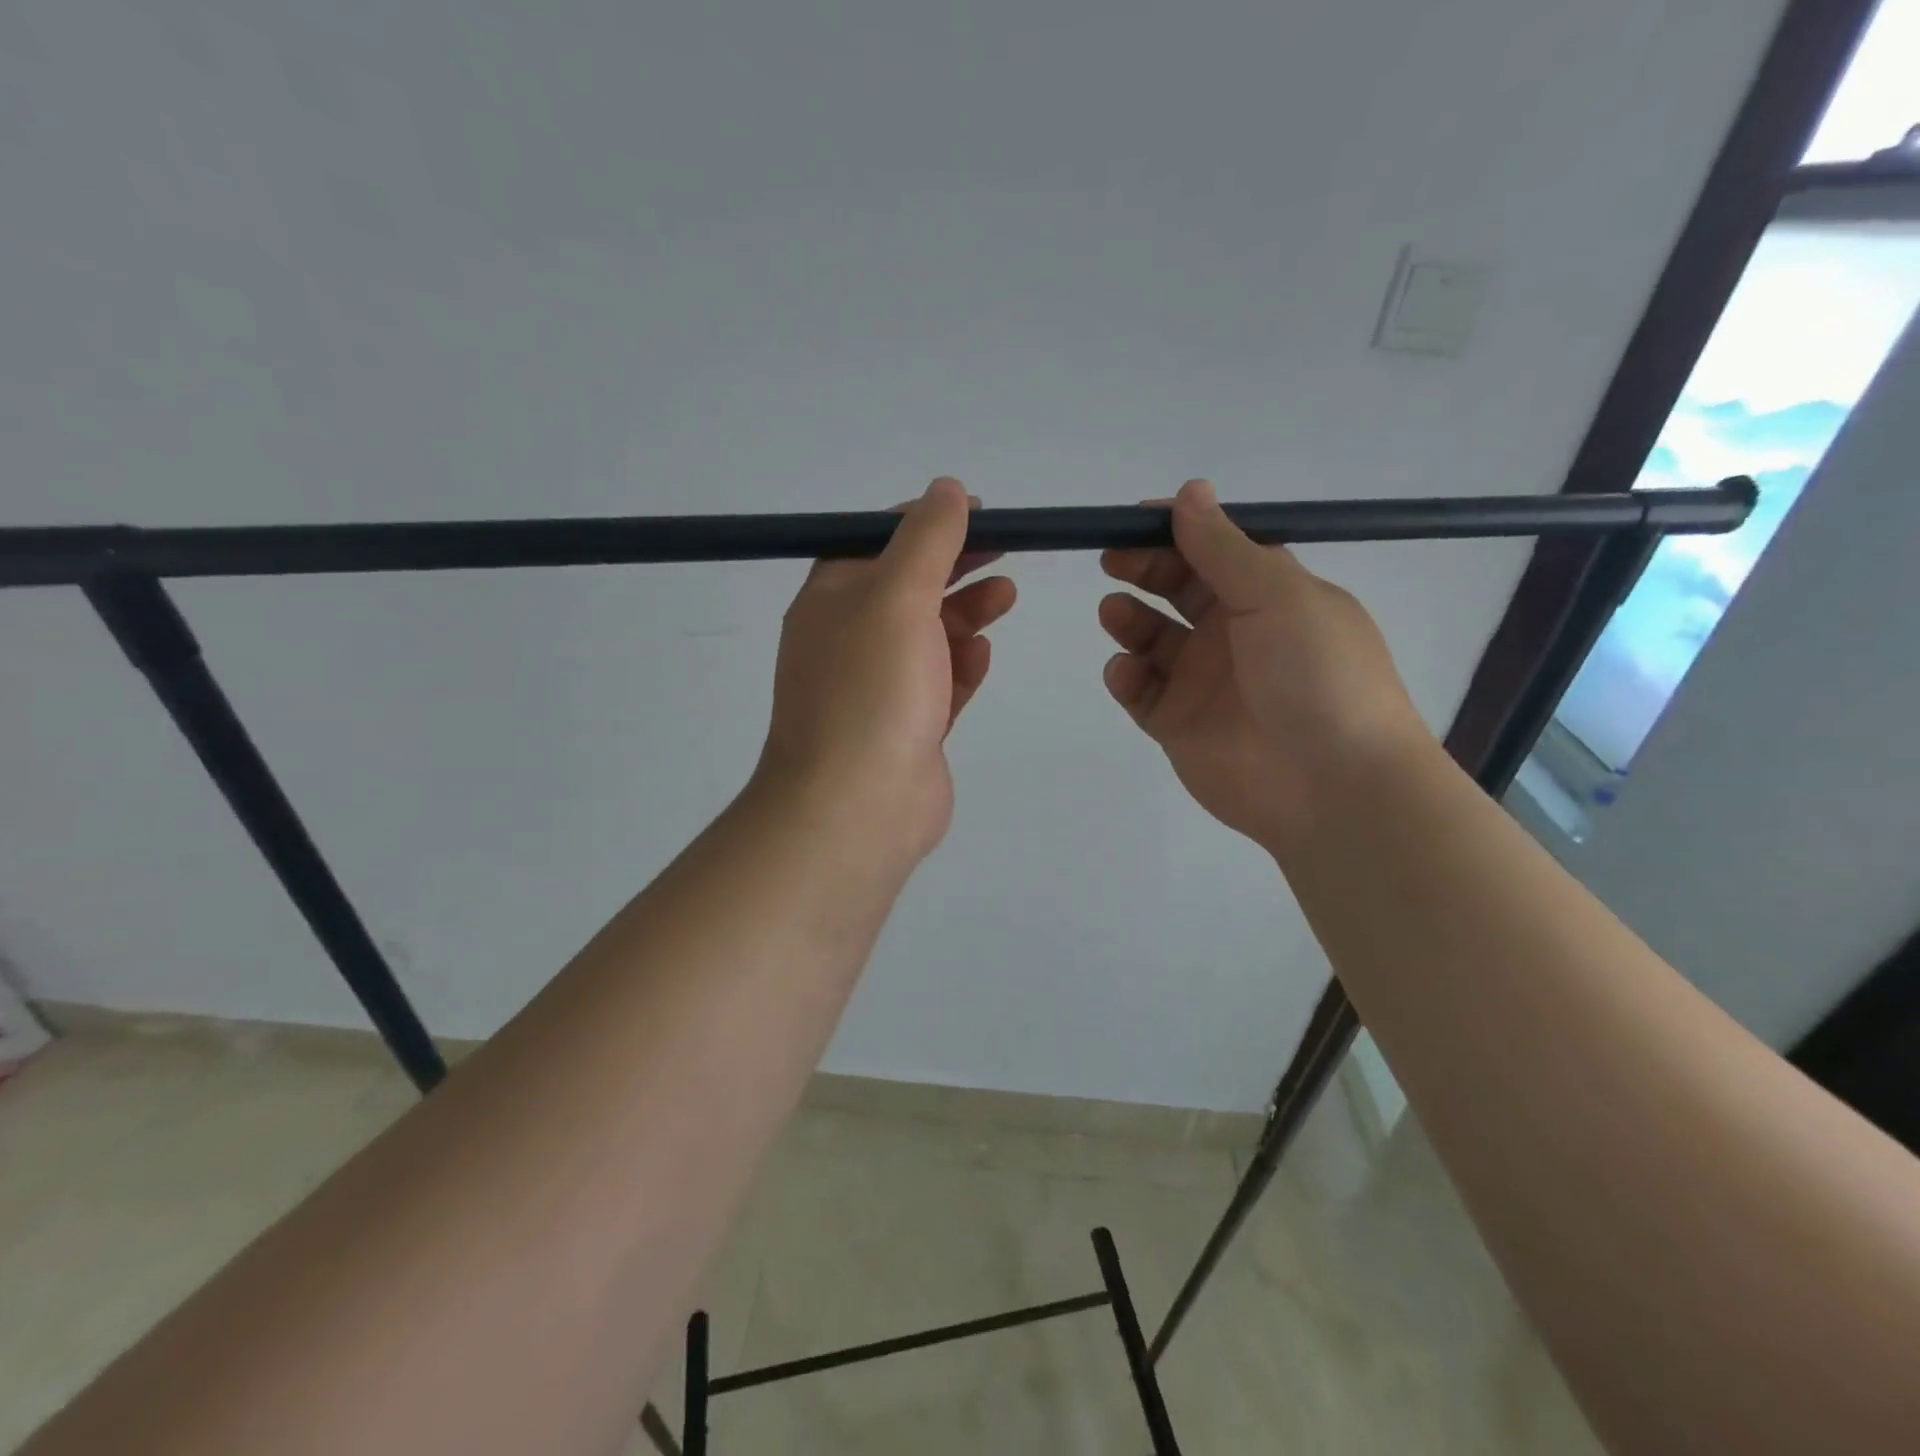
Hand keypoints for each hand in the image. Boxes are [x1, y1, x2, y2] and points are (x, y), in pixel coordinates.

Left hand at [755, 477, 1016, 865]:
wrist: (857, 806)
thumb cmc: (872, 689)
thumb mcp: (897, 596)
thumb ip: (926, 539)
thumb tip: (947, 489)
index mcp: (832, 601)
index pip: (876, 543)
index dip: (925, 523)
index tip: (976, 513)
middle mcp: (850, 640)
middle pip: (909, 588)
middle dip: (956, 566)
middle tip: (1005, 549)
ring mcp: (879, 688)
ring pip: (928, 637)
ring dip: (966, 612)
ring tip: (1006, 595)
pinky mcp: (908, 728)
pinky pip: (939, 684)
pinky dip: (961, 665)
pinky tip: (984, 652)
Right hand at [1099, 479, 1430, 857]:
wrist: (1332, 785)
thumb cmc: (1316, 675)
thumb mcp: (1278, 595)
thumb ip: (1224, 547)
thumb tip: (1189, 490)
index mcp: (1269, 595)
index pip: (1214, 550)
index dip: (1175, 532)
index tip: (1133, 521)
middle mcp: (1234, 633)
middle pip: (1177, 589)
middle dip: (1143, 569)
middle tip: (1112, 560)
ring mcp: (1203, 681)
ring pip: (1151, 639)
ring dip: (1129, 619)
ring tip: (1115, 613)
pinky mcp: (1178, 724)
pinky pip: (1141, 691)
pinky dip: (1126, 676)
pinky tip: (1128, 671)